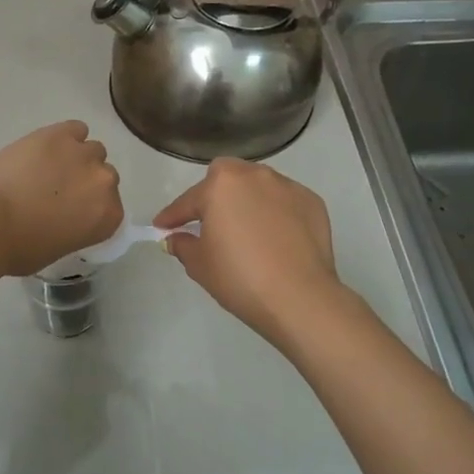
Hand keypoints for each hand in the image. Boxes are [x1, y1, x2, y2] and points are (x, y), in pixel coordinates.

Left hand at [0, 121, 123, 276]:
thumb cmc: (19, 247)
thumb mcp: (58, 250)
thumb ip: (76, 229)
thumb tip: (67, 218)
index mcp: (108, 216)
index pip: (112, 208)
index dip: (91, 208)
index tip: (73, 212)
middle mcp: (104, 182)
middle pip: (104, 176)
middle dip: (86, 182)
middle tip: (59, 191)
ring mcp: (83, 154)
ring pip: (92, 150)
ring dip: (76, 158)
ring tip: (49, 167)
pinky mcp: (60, 133)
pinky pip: (75, 129)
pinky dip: (64, 137)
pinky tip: (46, 148)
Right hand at [154, 159, 349, 350]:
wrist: (299, 297)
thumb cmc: (239, 277)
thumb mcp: (200, 265)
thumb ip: (183, 245)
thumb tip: (176, 238)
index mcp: (222, 185)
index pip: (189, 201)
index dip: (172, 216)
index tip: (161, 227)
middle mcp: (255, 176)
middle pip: (227, 178)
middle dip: (214, 195)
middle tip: (208, 222)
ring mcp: (288, 187)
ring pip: (259, 186)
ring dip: (247, 201)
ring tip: (245, 229)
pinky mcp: (312, 202)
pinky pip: (285, 202)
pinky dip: (276, 214)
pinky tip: (275, 238)